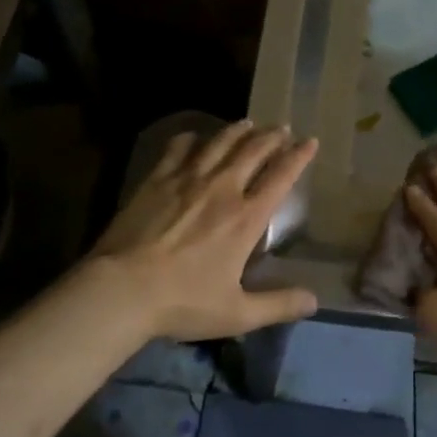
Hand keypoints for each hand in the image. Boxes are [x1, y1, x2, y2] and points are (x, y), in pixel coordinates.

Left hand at [89, 120, 318, 341]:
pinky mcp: (156, 180)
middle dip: (271, 137)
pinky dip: (190, 139)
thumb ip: (278, 305)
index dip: (298, 157)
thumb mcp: (238, 313)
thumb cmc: (183, 302)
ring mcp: (187, 180)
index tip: (310, 142)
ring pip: (219, 143)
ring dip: (237, 131)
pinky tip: (193, 137)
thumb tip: (314, 301)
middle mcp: (222, 189)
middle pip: (253, 151)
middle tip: (281, 128)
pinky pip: (178, 149)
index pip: (280, 178)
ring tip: (247, 123)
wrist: (121, 289)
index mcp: (246, 219)